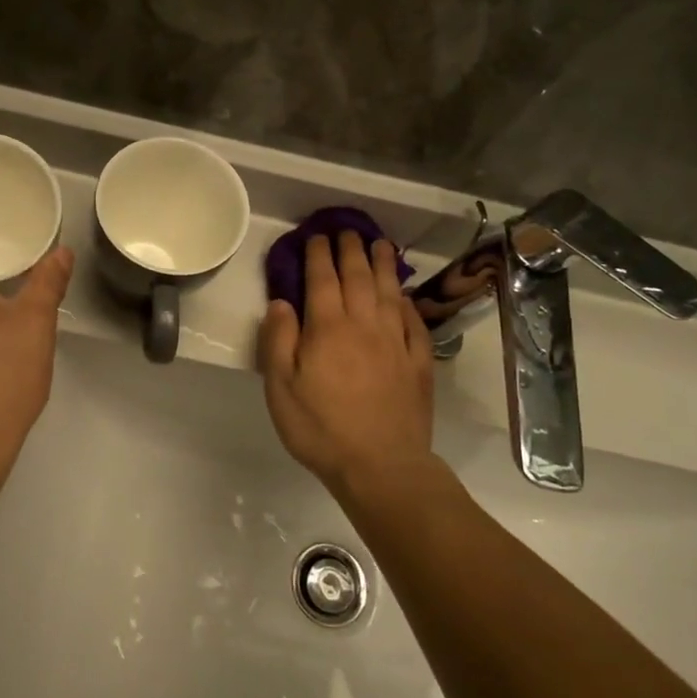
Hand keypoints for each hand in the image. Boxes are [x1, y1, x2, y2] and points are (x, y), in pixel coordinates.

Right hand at [260, 232, 435, 494]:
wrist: (381, 465)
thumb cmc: (321, 428)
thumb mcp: (281, 388)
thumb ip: (279, 340)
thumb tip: (281, 303)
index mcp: (328, 328)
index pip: (322, 279)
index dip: (318, 255)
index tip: (316, 237)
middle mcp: (364, 325)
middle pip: (358, 277)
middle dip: (350, 250)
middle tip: (346, 232)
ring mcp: (396, 342)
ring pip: (388, 292)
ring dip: (382, 265)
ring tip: (379, 245)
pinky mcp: (418, 362)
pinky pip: (412, 321)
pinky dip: (405, 302)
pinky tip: (402, 295)